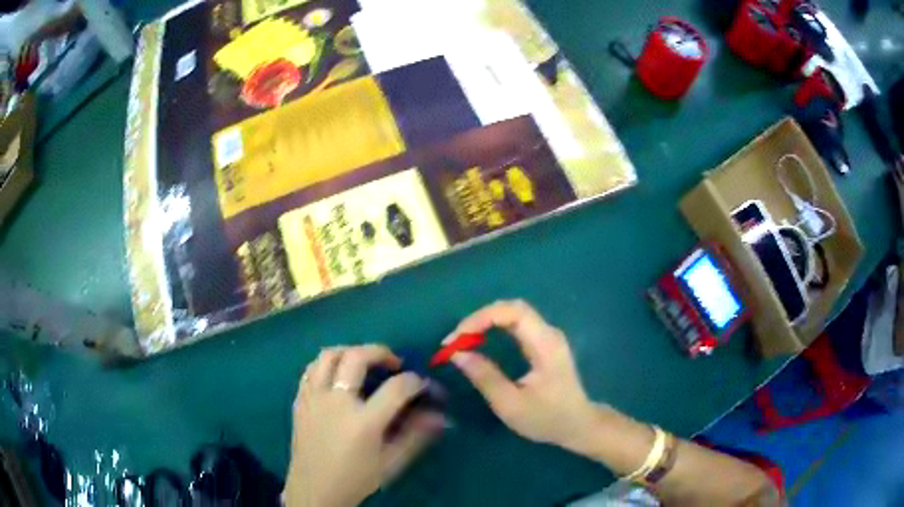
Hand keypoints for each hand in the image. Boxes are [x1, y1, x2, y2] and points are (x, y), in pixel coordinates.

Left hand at [284, 345, 444, 506]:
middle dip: (380, 352)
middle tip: (393, 363)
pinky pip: (311, 369)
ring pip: (328, 355)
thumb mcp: (391, 463)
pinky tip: (338, 376)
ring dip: (350, 351)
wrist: (314, 490)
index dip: (415, 381)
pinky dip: (327, 365)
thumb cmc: (355, 479)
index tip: (421, 384)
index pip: (396, 388)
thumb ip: (415, 436)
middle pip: (356, 357)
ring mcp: (313, 398)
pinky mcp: (299, 400)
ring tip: (363, 363)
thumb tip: (440, 416)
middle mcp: (336, 402)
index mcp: (363, 422)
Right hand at [447, 300, 599, 452]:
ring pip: (514, 313)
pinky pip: (517, 323)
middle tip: (456, 340)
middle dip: (480, 318)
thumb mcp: (510, 404)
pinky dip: (495, 327)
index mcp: (545, 345)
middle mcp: (549, 333)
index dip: (480, 318)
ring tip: (464, 341)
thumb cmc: (546, 418)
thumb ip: (485, 377)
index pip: (512, 312)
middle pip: (512, 307)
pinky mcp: (545, 342)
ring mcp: (549, 336)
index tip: (456, 340)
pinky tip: (482, 341)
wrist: (578, 425)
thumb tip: (457, 354)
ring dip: (486, 321)